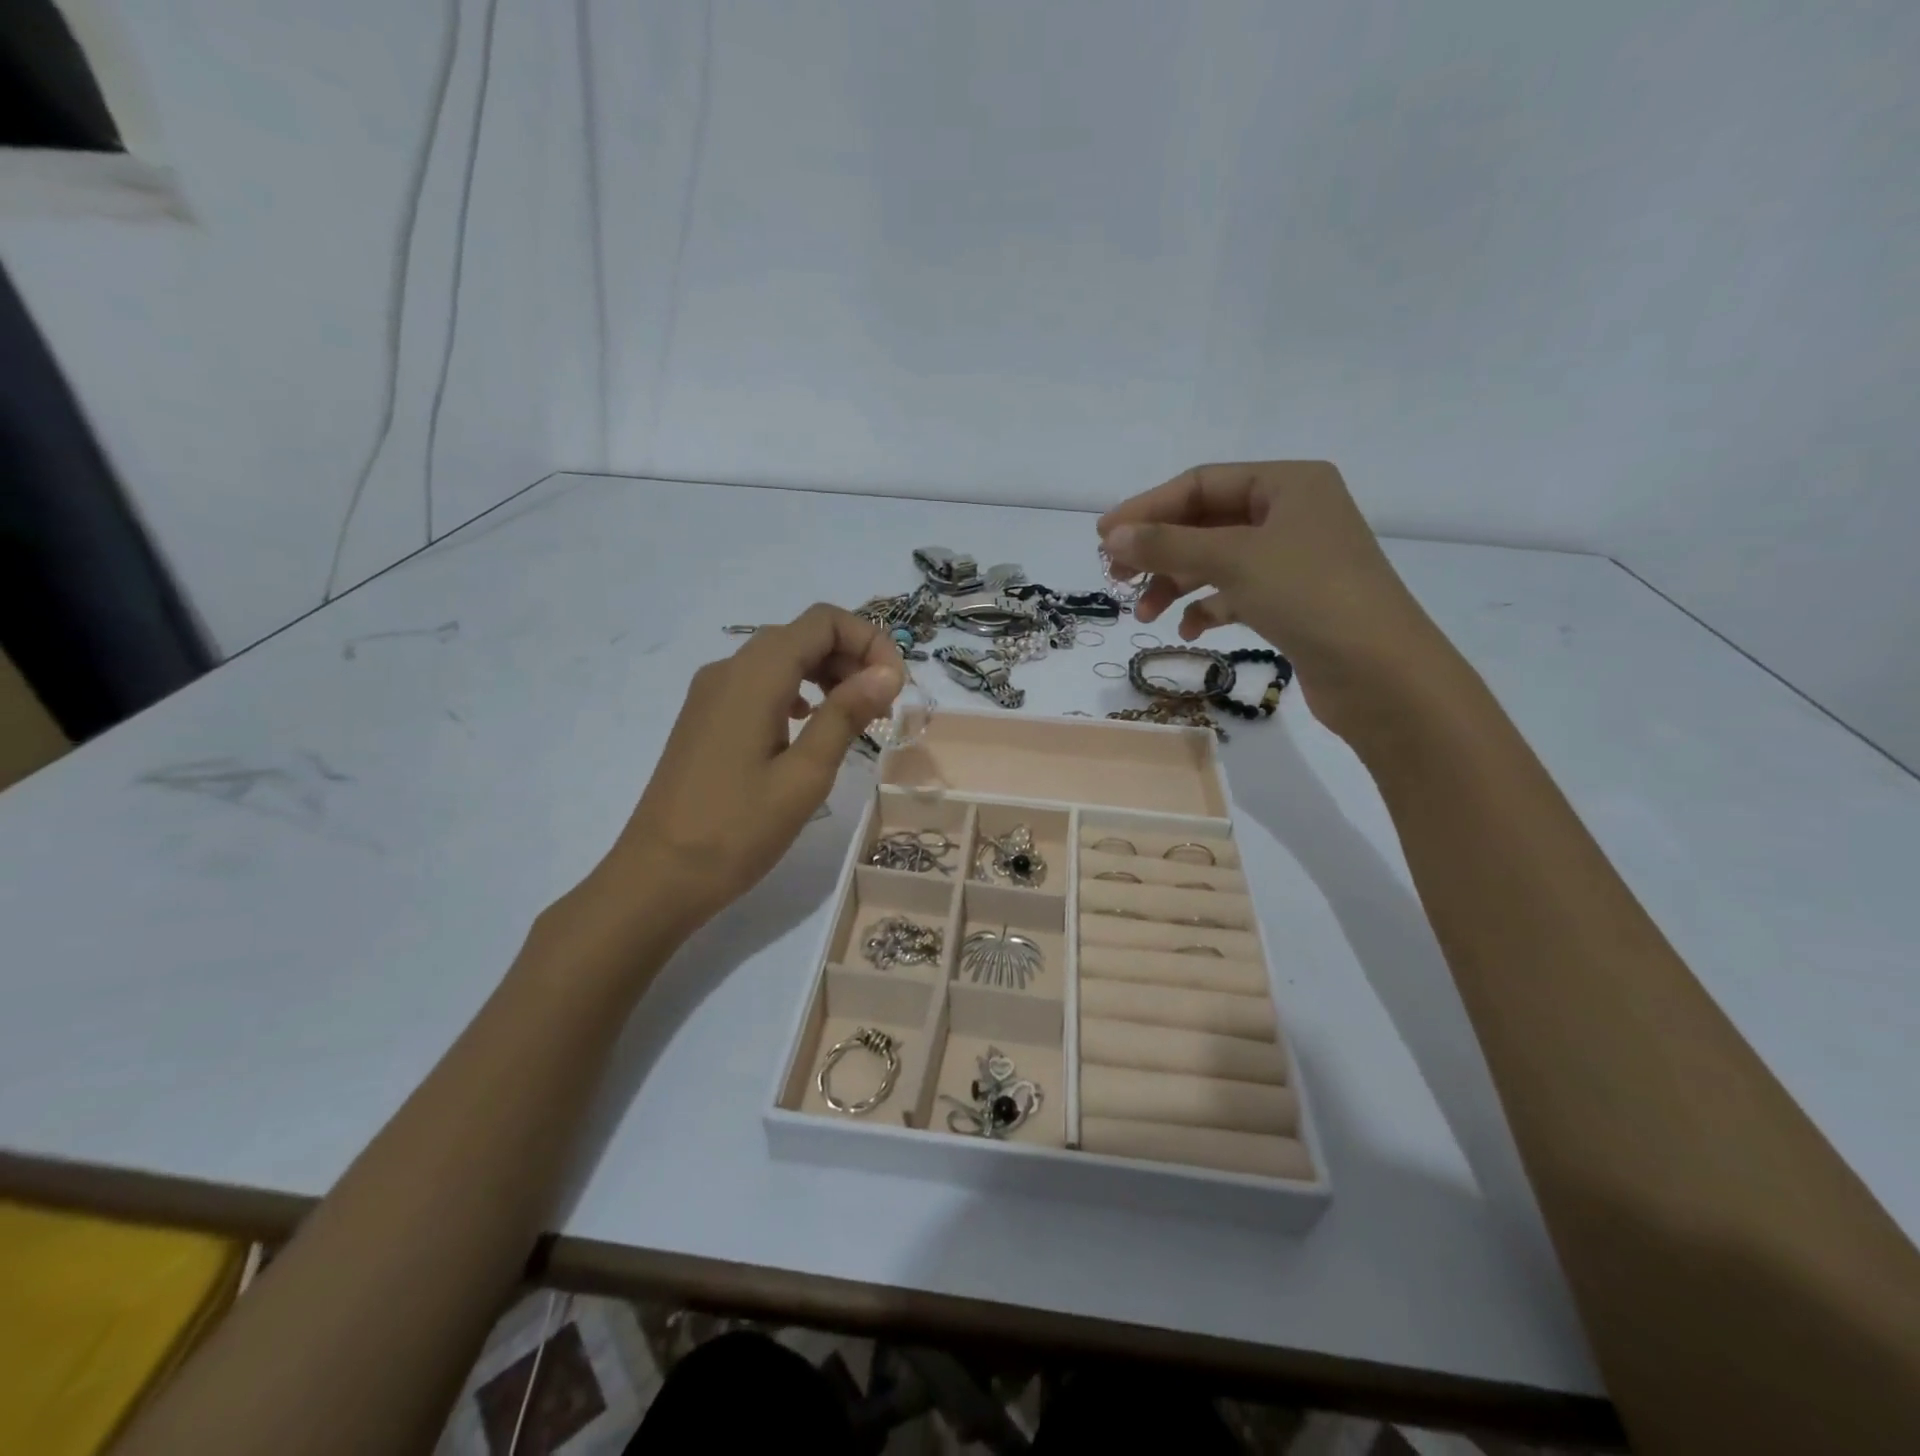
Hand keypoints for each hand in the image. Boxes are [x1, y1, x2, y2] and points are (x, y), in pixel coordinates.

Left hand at [587, 605, 903, 944]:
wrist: (658, 876)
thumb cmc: (737, 830)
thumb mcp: (804, 775)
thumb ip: (845, 715)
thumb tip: (887, 672)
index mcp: (754, 676)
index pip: (823, 621)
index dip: (869, 640)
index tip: (895, 686)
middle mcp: (729, 669)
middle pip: (802, 634)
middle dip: (852, 657)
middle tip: (882, 707)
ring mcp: (712, 693)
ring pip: (780, 658)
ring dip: (826, 674)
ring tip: (856, 718)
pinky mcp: (706, 718)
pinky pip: (759, 684)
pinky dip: (797, 691)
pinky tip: (809, 726)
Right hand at [1099, 461, 1455, 740]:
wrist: (1382, 675)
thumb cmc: (1311, 596)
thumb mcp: (1234, 560)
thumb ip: (1168, 544)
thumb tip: (1112, 536)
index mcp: (1289, 484)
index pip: (1202, 484)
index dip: (1148, 508)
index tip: (1103, 538)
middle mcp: (1294, 515)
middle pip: (1207, 523)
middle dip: (1160, 550)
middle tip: (1117, 578)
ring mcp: (1296, 561)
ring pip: (1219, 562)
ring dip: (1177, 583)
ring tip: (1145, 615)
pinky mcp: (1295, 603)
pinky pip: (1238, 594)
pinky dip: (1208, 608)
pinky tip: (1187, 631)